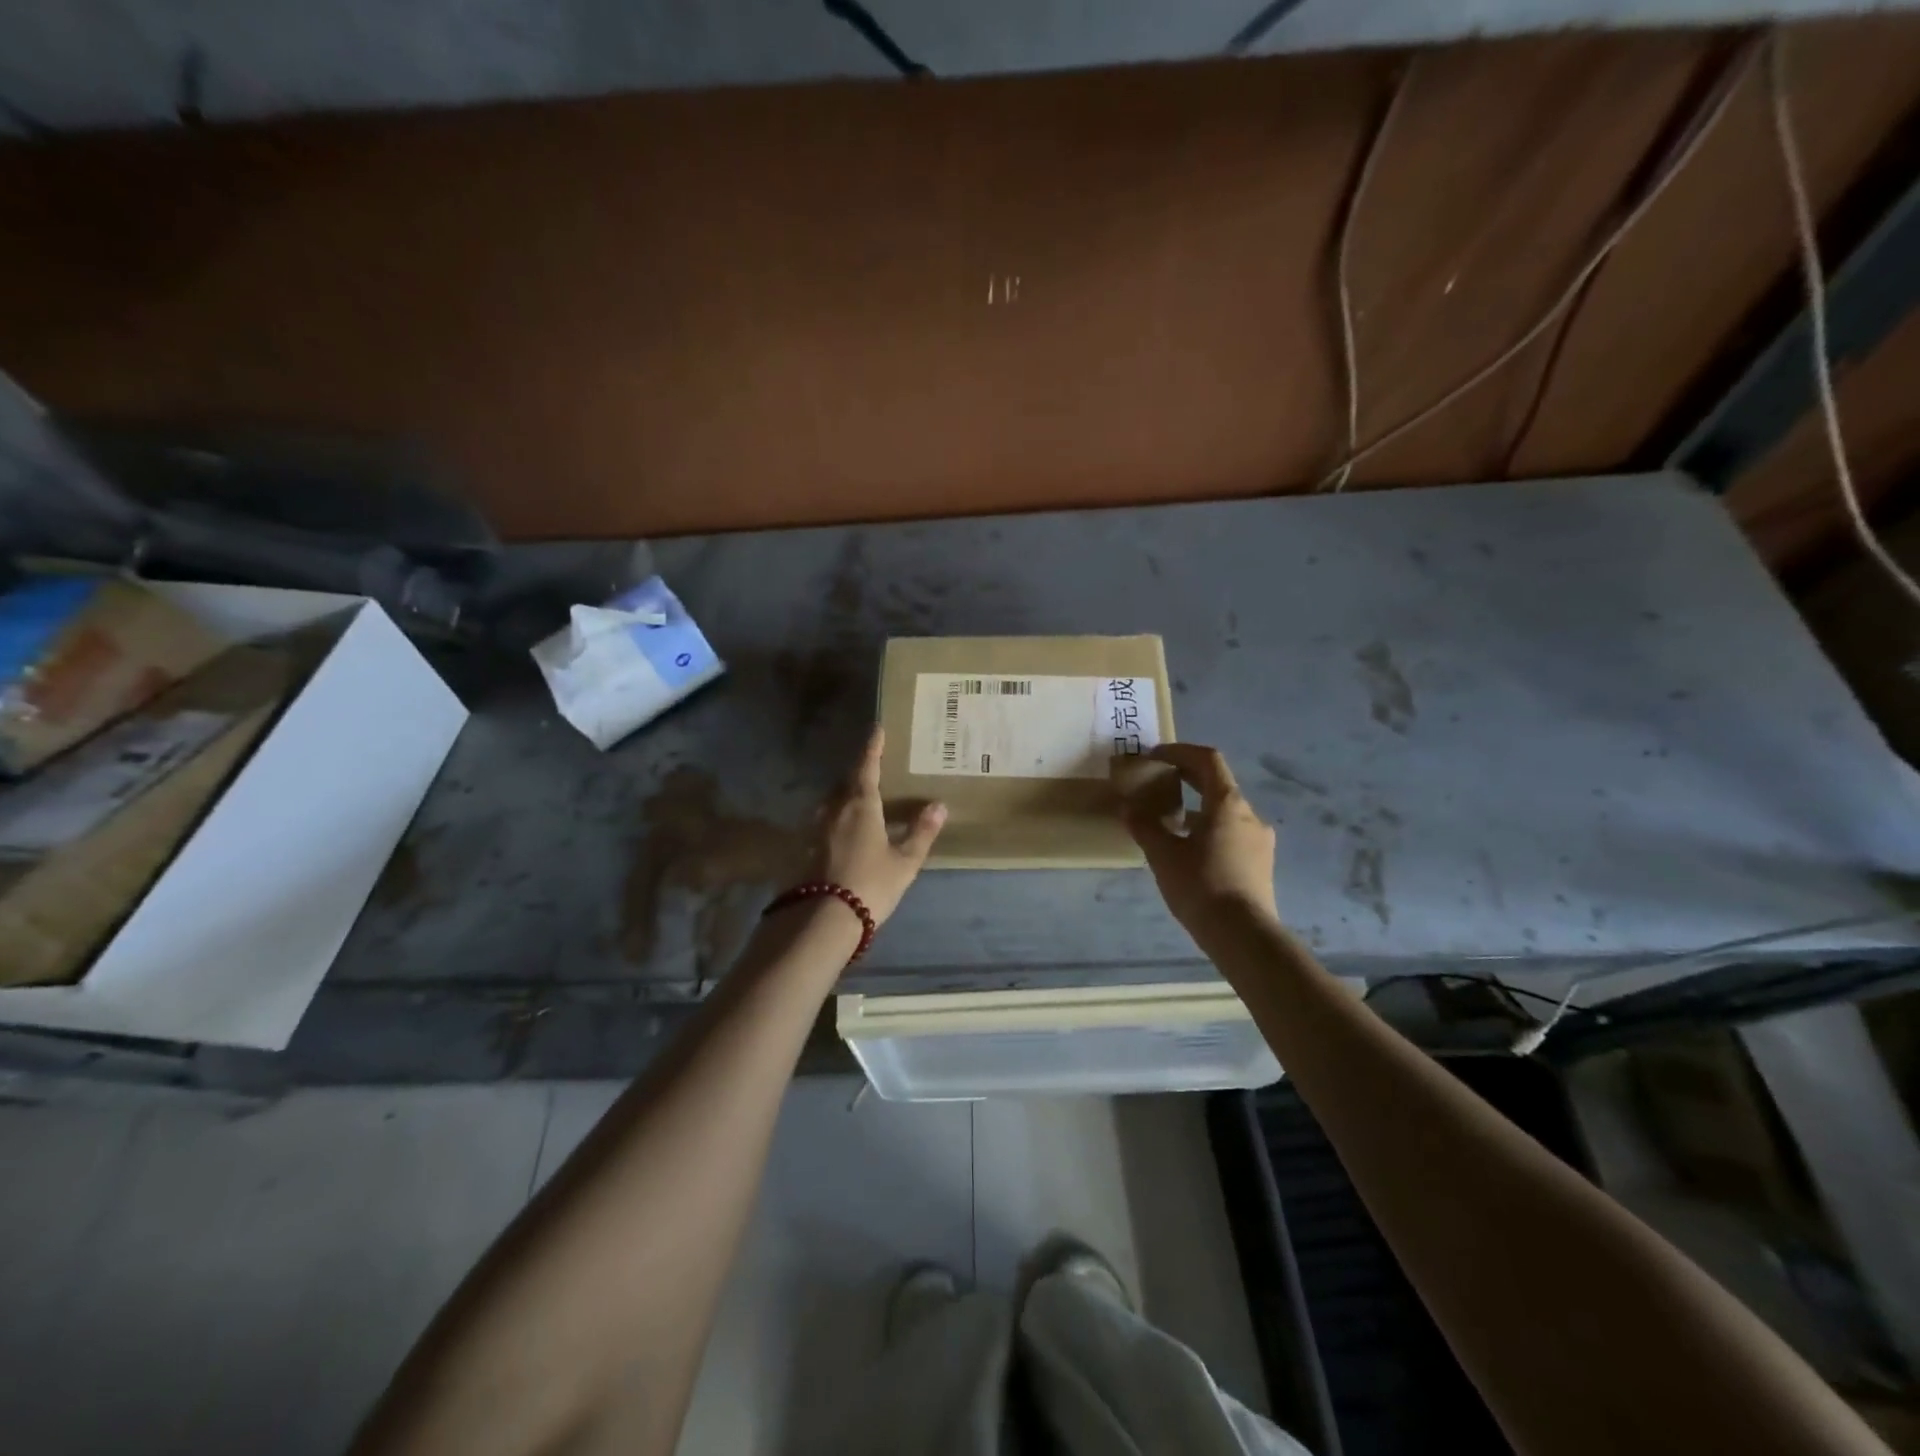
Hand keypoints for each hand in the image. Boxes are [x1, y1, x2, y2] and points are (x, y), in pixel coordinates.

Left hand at [808, 726, 945, 925]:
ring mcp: (815, 829)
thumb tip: (938, 805)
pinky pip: (822, 824)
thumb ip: (921, 833)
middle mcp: (834, 809)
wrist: (822, 919)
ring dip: (844, 797)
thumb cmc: (870, 885)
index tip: (876, 729)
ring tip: (858, 800)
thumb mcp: (904, 862)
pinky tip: (841, 833)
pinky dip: (834, 820)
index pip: (868, 768)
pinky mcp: (804, 849)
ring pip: (831, 803)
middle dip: (858, 774)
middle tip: (872, 769)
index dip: (873, 748)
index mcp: (861, 805)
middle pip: (846, 783)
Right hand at [1121, 743, 1278, 935]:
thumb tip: (1128, 807)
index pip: (1208, 760)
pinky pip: (1232, 833)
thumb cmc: (1201, 886)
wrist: (1243, 935)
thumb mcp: (1163, 854)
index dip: (1180, 751)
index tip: (1155, 756)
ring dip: (1198, 806)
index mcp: (1228, 804)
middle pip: (1218, 783)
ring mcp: (1259, 840)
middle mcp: (1250, 815)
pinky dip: (1210, 829)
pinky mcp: (1260, 863)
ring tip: (1170, 821)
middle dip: (1187, 778)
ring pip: (1225, 811)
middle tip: (1158, 782)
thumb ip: (1144, 826)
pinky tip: (1191, 850)